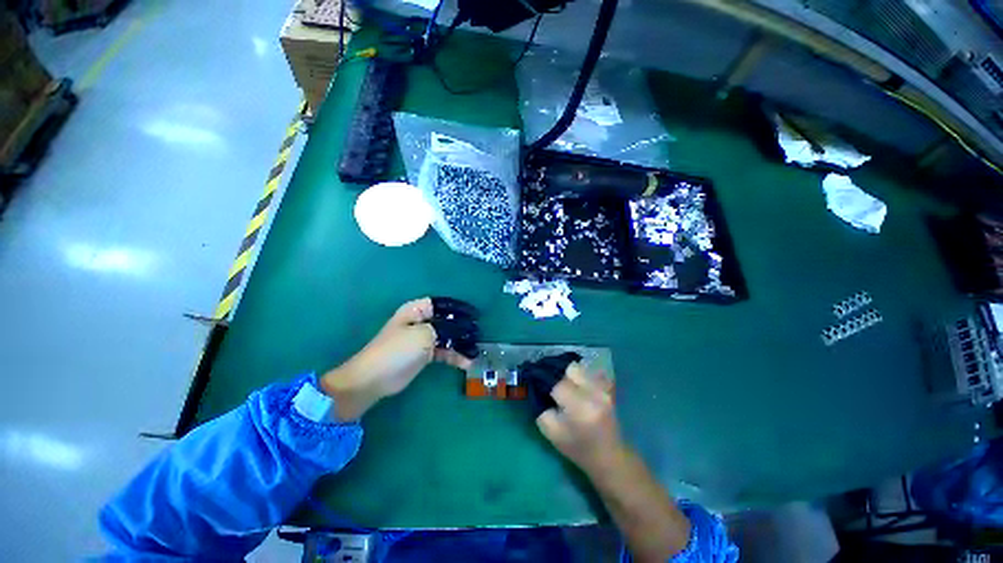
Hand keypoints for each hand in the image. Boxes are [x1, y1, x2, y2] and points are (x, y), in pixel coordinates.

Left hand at [320, 298, 472, 419]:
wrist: (375, 379)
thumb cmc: (398, 350)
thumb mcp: (423, 334)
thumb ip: (444, 329)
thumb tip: (461, 329)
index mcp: (416, 311)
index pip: (441, 304)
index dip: (458, 308)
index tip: (474, 315)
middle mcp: (421, 322)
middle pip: (447, 321)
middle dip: (462, 328)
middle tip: (478, 334)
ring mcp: (423, 339)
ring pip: (447, 338)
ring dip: (460, 344)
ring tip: (475, 351)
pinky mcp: (424, 355)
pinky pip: (443, 352)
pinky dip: (454, 356)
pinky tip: (466, 362)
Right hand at [536, 363, 624, 473]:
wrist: (609, 457)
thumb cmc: (577, 448)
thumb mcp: (551, 432)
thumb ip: (540, 406)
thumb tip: (536, 386)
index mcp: (579, 407)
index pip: (557, 382)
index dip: (543, 378)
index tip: (533, 377)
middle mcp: (594, 393)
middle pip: (570, 368)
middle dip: (558, 373)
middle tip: (550, 382)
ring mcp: (604, 390)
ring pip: (580, 368)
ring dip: (569, 374)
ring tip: (563, 385)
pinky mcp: (608, 389)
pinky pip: (589, 372)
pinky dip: (580, 376)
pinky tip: (576, 387)